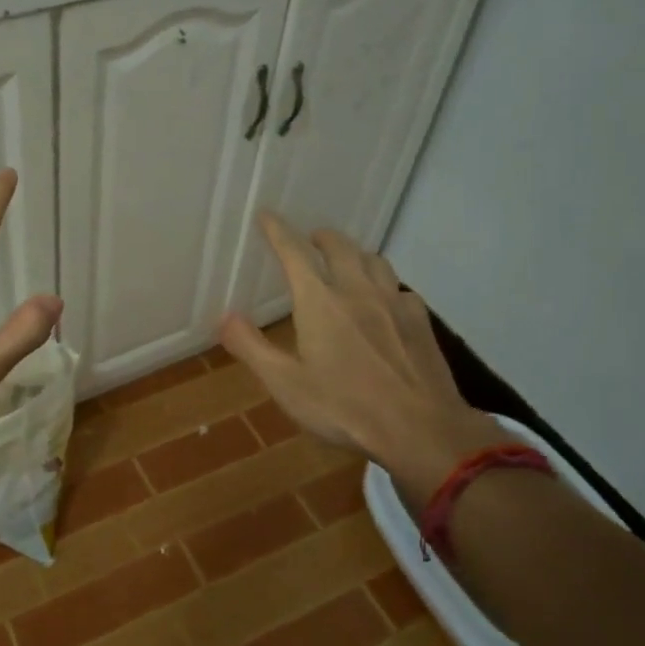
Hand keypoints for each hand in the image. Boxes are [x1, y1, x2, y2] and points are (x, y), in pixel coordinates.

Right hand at [219, 214, 509, 507]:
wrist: (421, 430)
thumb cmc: (344, 407)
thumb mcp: (286, 384)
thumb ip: (251, 347)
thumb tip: (223, 317)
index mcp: (320, 302)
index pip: (294, 253)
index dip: (277, 231)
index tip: (267, 215)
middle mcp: (357, 291)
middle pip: (340, 248)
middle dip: (321, 237)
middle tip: (311, 238)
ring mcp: (394, 304)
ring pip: (375, 261)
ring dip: (356, 254)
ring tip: (348, 261)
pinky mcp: (421, 323)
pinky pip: (400, 290)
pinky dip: (386, 285)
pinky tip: (386, 301)